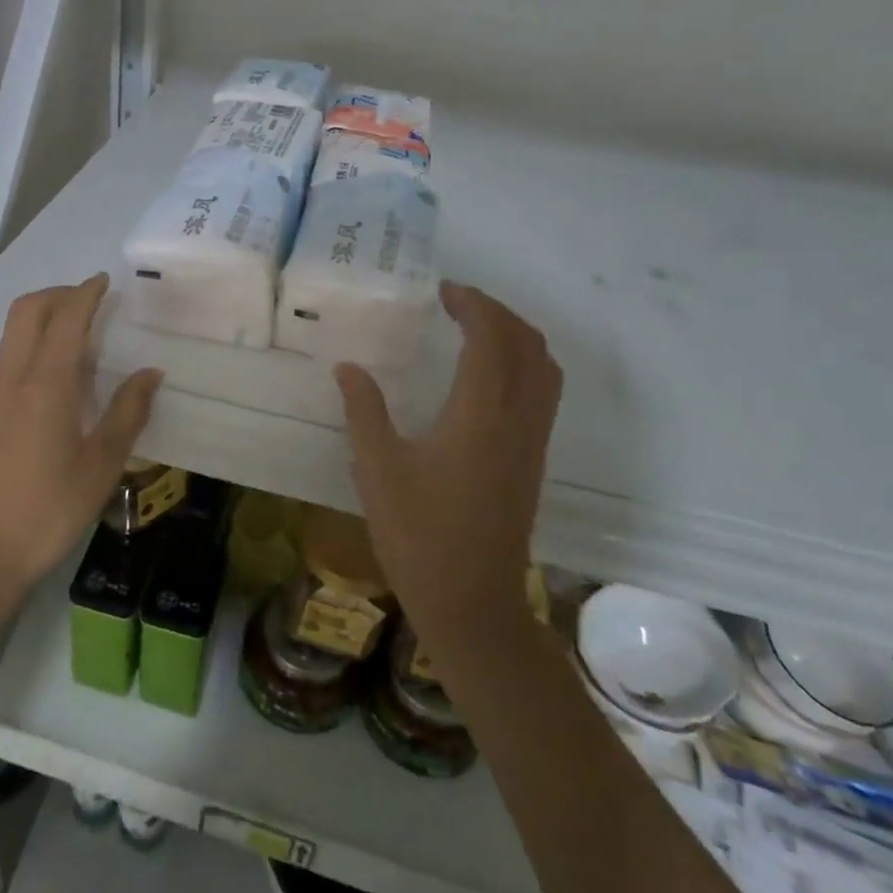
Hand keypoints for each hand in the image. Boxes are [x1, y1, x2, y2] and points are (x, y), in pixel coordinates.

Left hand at [0, 274, 161, 589]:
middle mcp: (14, 378)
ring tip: (82, 333)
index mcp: (46, 384)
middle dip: (59, 294)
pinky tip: (61, 374)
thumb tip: (150, 373)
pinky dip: (35, 343)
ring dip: (44, 317)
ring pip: (14, 333)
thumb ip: (128, 413)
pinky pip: (10, 357)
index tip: (106, 282)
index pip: (66, 318)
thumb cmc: (49, 510)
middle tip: (92, 301)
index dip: (86, 293)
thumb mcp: (101, 465)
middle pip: (27, 311)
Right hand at [335, 281, 560, 641]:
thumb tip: (348, 367)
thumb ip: (364, 410)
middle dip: (497, 312)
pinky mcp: (533, 461)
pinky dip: (524, 363)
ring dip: (516, 335)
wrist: (471, 601)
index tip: (442, 290)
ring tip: (475, 328)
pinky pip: (544, 393)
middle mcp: (517, 420)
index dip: (472, 304)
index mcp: (479, 414)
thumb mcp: (376, 468)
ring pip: (545, 369)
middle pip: (528, 344)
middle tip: (456, 302)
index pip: (491, 338)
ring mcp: (532, 442)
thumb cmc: (418, 534)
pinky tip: (487, 375)